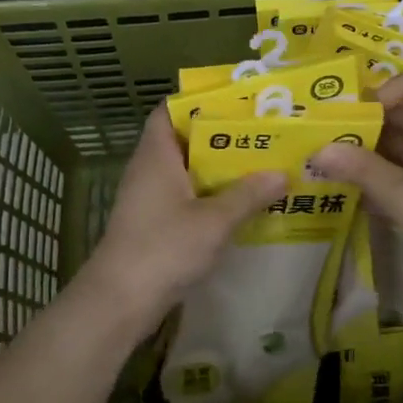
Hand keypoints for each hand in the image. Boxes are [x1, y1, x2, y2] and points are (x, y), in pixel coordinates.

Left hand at [76, 107, 285, 329]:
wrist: (120, 301)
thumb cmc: (164, 248)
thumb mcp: (214, 220)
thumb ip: (248, 195)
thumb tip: (282, 174)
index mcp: (157, 155)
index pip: (170, 110)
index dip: (199, 102)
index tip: (237, 102)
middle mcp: (149, 170)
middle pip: (185, 140)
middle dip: (222, 137)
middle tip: (262, 134)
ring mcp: (149, 198)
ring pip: (188, 172)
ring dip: (219, 170)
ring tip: (261, 165)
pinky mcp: (154, 224)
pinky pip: (186, 198)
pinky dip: (211, 196)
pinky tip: (241, 204)